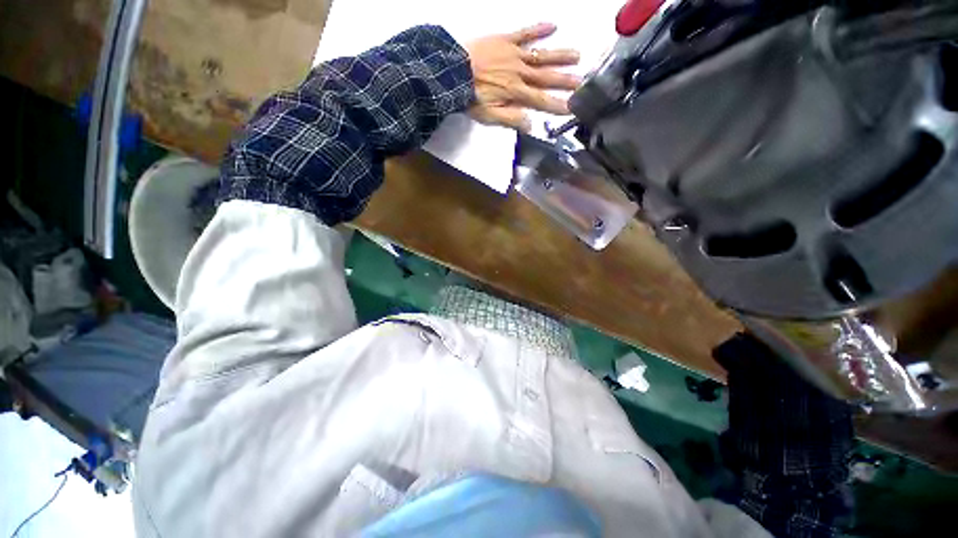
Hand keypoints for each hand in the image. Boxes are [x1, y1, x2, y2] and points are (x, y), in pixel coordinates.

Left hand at [466, 23, 581, 131]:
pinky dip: (539, 29)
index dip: (556, 105)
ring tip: (577, 55)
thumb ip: (511, 119)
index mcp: (517, 93)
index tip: (571, 108)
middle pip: (547, 78)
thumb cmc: (472, 97)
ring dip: (560, 56)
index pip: (541, 101)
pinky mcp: (506, 40)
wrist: (454, 72)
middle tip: (582, 81)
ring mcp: (515, 55)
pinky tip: (552, 25)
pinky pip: (525, 33)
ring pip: (542, 56)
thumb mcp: (491, 116)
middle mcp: (521, 73)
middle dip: (565, 80)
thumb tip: (530, 125)